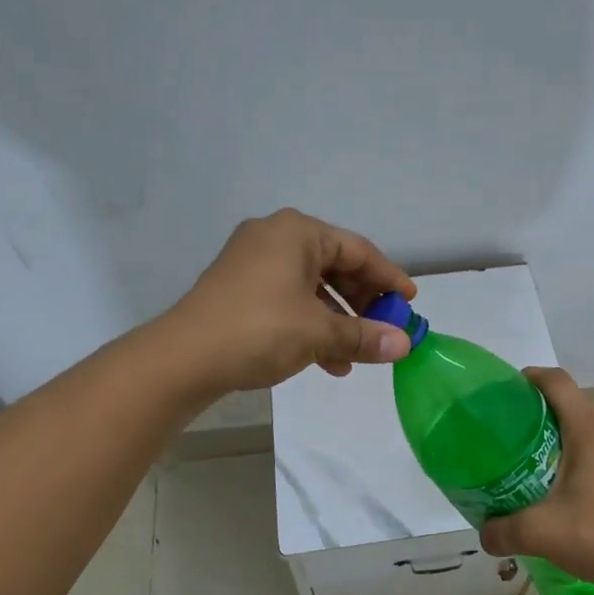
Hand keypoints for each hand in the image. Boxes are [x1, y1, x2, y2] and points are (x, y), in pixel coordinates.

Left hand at [162, 209, 416, 394]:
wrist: (183, 358)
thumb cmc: (260, 330)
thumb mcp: (319, 333)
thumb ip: (365, 336)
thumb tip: (405, 345)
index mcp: (297, 232)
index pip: (358, 250)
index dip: (389, 278)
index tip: (410, 303)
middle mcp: (275, 238)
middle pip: (334, 268)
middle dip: (363, 304)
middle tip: (386, 329)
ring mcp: (252, 263)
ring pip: (312, 289)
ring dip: (338, 322)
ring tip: (359, 354)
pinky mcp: (239, 290)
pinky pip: (288, 301)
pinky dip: (311, 326)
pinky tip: (328, 362)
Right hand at [478, 368, 593, 594]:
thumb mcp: (542, 533)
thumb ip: (503, 530)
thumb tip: (483, 533)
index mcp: (591, 427)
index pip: (556, 381)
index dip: (530, 378)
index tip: (507, 392)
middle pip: (574, 405)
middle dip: (543, 416)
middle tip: (516, 440)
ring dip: (568, 439)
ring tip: (542, 466)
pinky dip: (590, 457)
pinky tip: (578, 490)